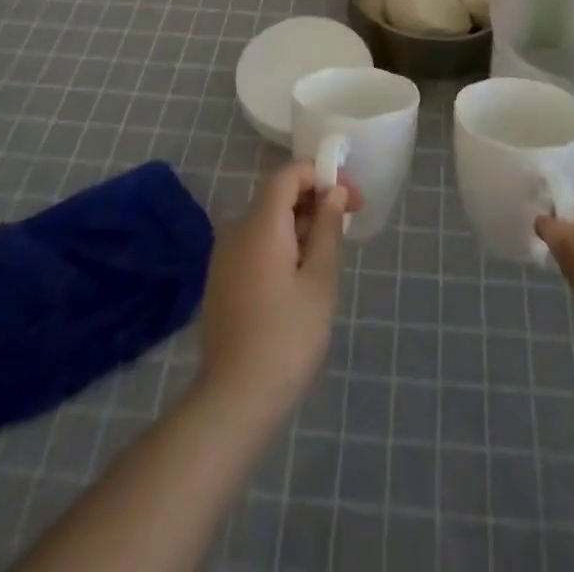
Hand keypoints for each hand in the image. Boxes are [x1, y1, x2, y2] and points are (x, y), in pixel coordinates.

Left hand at [197, 162, 363, 412]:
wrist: (234, 400)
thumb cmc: (287, 337)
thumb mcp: (320, 280)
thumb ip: (327, 228)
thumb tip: (333, 192)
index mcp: (260, 223)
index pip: (289, 174)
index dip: (322, 175)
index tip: (351, 198)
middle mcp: (236, 229)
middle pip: (277, 195)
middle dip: (314, 200)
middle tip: (347, 225)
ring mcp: (224, 255)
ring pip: (266, 220)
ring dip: (299, 224)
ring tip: (328, 254)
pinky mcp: (221, 279)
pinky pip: (255, 243)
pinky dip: (281, 243)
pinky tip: (301, 275)